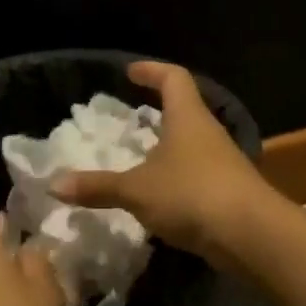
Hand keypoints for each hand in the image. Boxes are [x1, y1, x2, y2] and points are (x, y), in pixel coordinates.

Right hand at [51, 61, 275, 268]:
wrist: (251, 235)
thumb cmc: (191, 194)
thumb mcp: (137, 190)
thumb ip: (97, 187)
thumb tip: (53, 184)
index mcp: (188, 117)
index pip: (173, 78)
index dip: (152, 70)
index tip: (130, 71)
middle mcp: (208, 133)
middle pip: (185, 110)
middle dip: (159, 110)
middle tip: (132, 116)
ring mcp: (223, 162)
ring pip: (191, 144)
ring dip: (167, 147)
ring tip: (140, 157)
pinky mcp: (228, 191)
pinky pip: (196, 175)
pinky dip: (176, 177)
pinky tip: (159, 195)